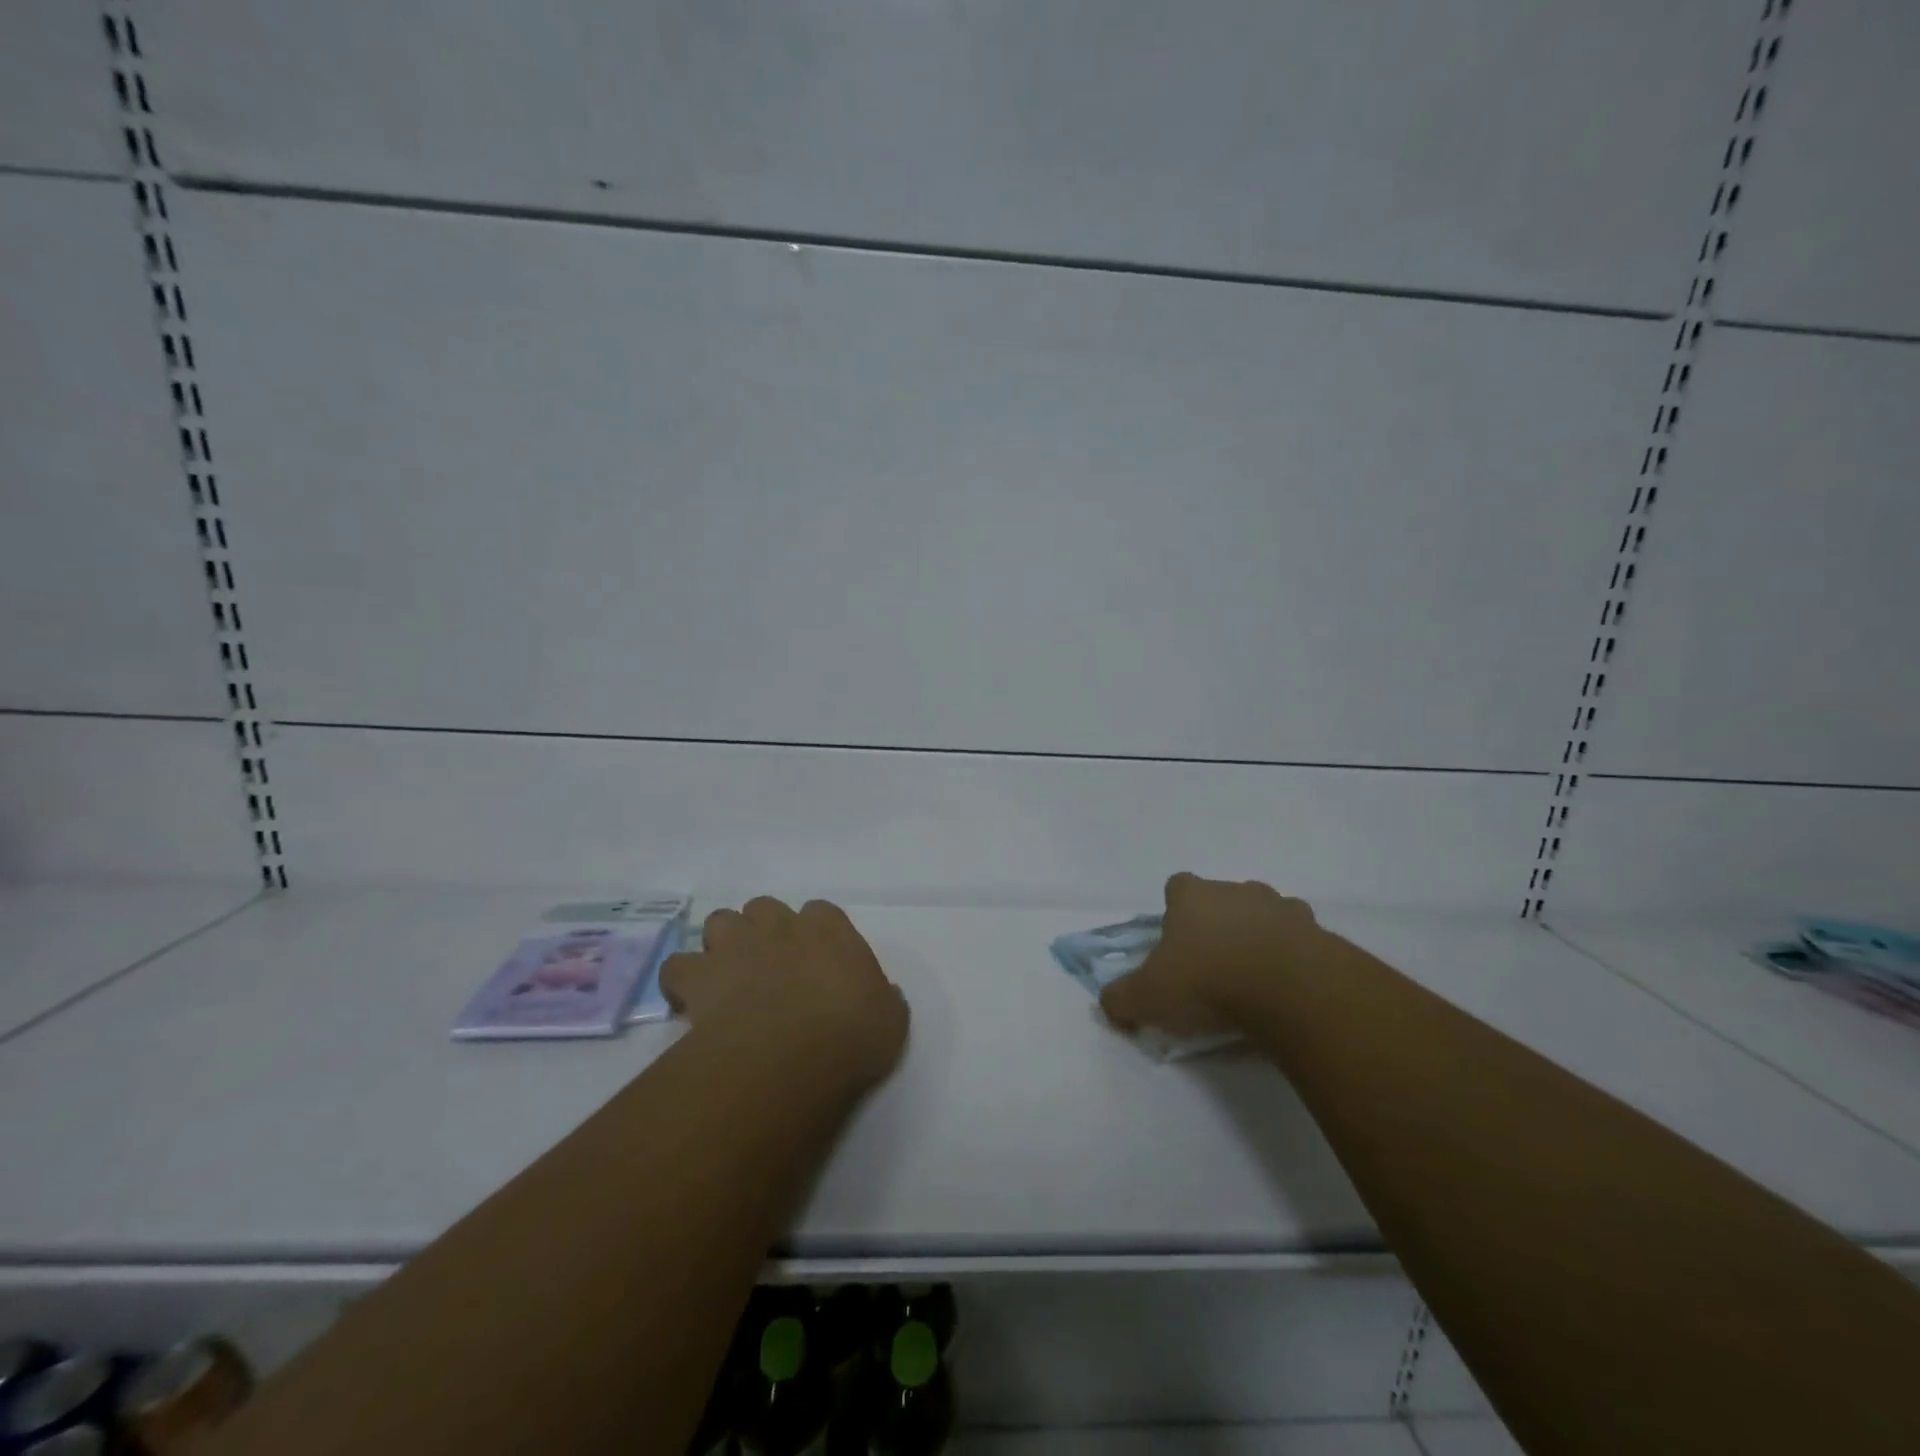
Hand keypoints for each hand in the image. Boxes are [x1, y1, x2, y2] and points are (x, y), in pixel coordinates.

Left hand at [660, 897, 908, 1091]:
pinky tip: (689, 1001)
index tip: (817, 959)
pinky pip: (678, 966)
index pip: (821, 912)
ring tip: (728, 974)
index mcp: (829, 929)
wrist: (790, 1056)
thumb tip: (884, 996)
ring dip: (722, 943)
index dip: (816, 932)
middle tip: (769, 965)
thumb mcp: (890, 1019)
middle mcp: (780, 926)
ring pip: (719, 921)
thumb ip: (884, 999)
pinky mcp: (700, 976)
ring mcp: (735, 946)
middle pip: (764, 907)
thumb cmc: (850, 1034)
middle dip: (763, 930)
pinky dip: (682, 980)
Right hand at [1099, 873, 1327, 1037]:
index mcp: (1192, 896)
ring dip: (1258, 937)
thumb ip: (1121, 998)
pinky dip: (1293, 956)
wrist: (1290, 990)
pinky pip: (1300, 940)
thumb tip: (1108, 1003)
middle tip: (1214, 965)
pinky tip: (1288, 988)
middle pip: (1222, 899)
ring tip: (1255, 978)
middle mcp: (1236, 890)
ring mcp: (1281, 906)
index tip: (1176, 942)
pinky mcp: (1318, 931)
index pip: (1177, 887)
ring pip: (1264, 915)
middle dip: (1218, 924)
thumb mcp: (1149, 997)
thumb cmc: (1209, 982)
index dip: (1175, 911)